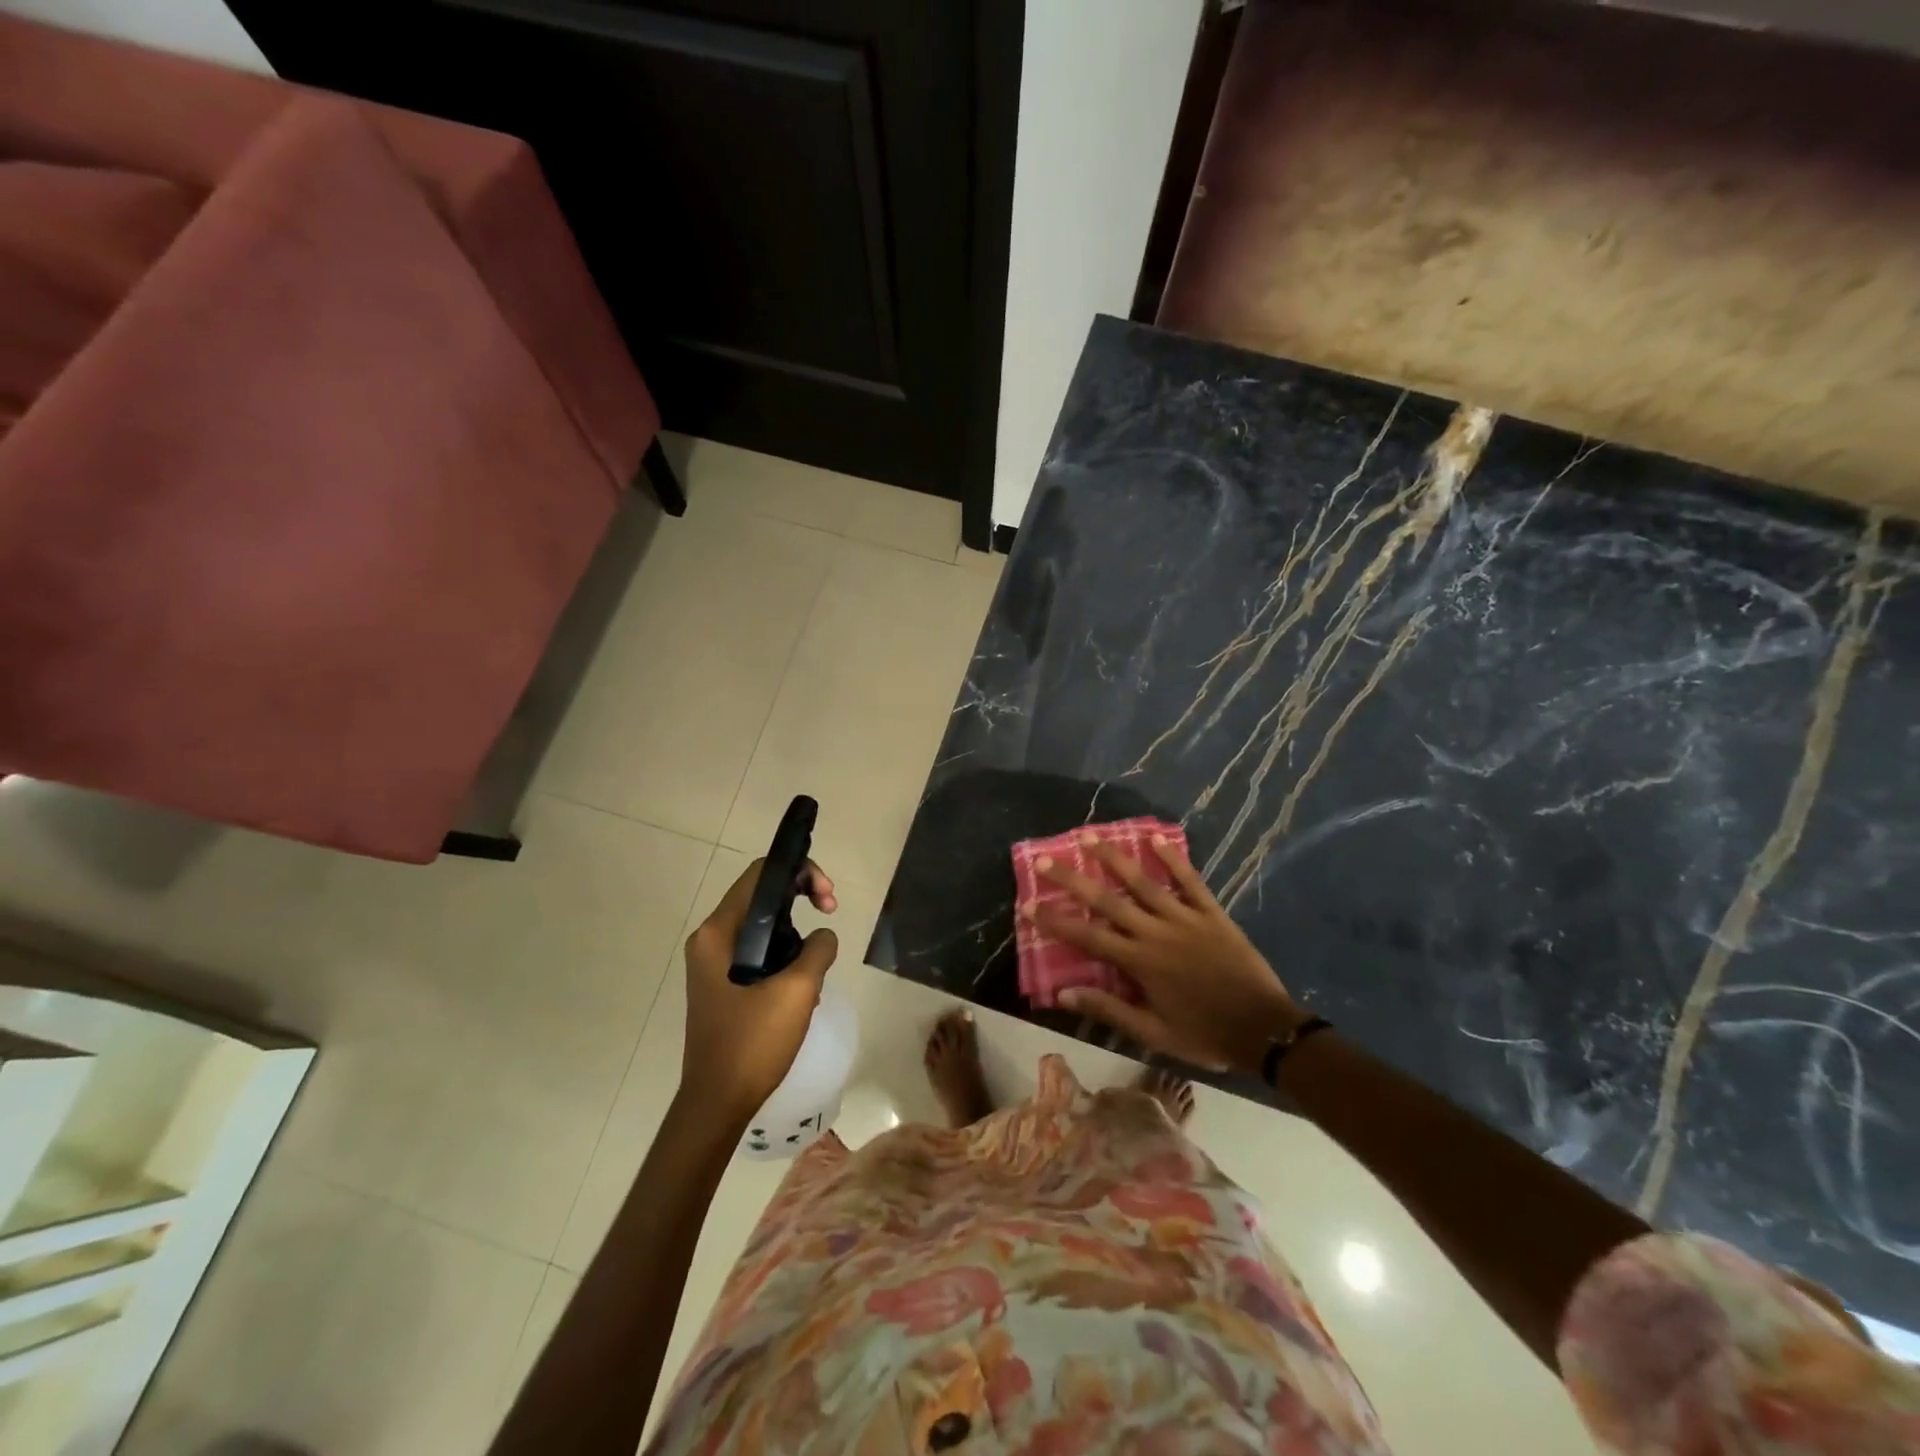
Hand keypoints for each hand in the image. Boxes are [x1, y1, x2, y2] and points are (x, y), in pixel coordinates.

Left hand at [680, 858, 837, 1122]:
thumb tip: (823, 936)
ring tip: (818, 961)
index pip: (761, 874)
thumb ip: (818, 949)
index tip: (829, 900)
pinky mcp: (722, 984)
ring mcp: (713, 963)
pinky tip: (802, 984)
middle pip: (762, 895)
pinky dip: (783, 954)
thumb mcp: (798, 991)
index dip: (801, 872)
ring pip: (763, 925)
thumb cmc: (752, 1043)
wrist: (717, 1104)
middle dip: (802, 897)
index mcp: (719, 932)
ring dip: (796, 932)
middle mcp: (711, 939)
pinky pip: (757, 951)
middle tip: (831, 914)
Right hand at [1027, 833, 1303, 1073]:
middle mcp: (1156, 932)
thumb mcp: (1153, 1032)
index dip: (1055, 920)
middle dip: (1072, 879)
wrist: (1266, 1030)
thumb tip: (1063, 992)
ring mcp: (1185, 918)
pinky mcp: (1211, 913)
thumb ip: (1109, 1008)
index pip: (1087, 937)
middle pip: (1107, 900)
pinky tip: (1156, 838)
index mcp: (1139, 963)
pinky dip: (1173, 859)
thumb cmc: (1205, 1034)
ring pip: (1143, 882)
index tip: (1028, 904)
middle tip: (1046, 860)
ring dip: (1114, 858)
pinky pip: (1190, 880)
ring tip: (1089, 836)